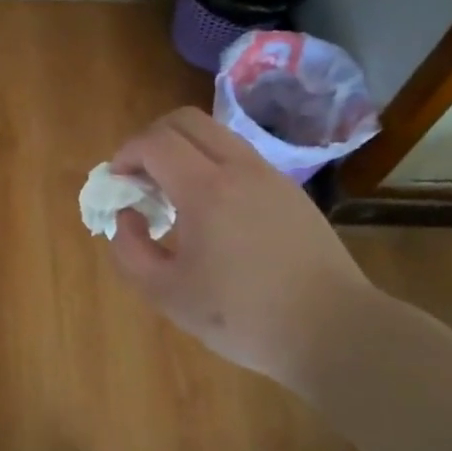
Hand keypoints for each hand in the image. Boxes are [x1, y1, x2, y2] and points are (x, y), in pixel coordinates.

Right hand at [105, 107, 381, 391]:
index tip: (117, 182)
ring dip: (184, 149)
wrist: (334, 330)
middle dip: (151, 139)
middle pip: (185, 120)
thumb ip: (130, 250)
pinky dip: (212, 163)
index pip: (155, 142)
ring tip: (174, 193)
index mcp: (206, 190)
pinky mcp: (290, 190)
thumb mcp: (167, 294)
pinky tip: (212, 210)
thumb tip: (126, 215)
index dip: (126, 154)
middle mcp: (239, 168)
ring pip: (216, 134)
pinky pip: (240, 156)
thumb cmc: (243, 316)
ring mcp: (270, 175)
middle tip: (140, 177)